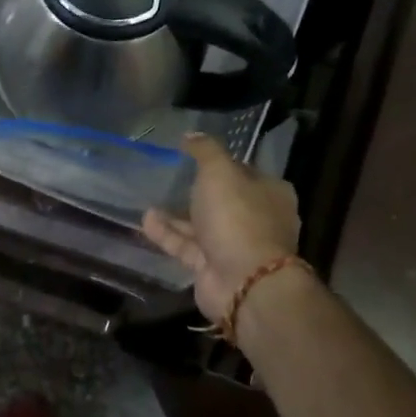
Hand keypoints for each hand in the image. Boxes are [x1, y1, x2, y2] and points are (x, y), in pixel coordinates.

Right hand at [142, 133, 302, 325]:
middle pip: (223, 200)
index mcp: (270, 193)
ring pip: (202, 225)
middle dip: (196, 191)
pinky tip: (146, 221)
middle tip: (168, 178)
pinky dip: (168, 234)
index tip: (192, 156)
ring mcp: (235, 246)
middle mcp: (256, 219)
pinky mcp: (213, 268)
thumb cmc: (238, 217)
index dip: (220, 163)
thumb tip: (191, 135)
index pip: (244, 171)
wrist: (244, 281)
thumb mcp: (220, 172)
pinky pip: (187, 246)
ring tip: (149, 199)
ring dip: (176, 214)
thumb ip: (205, 151)